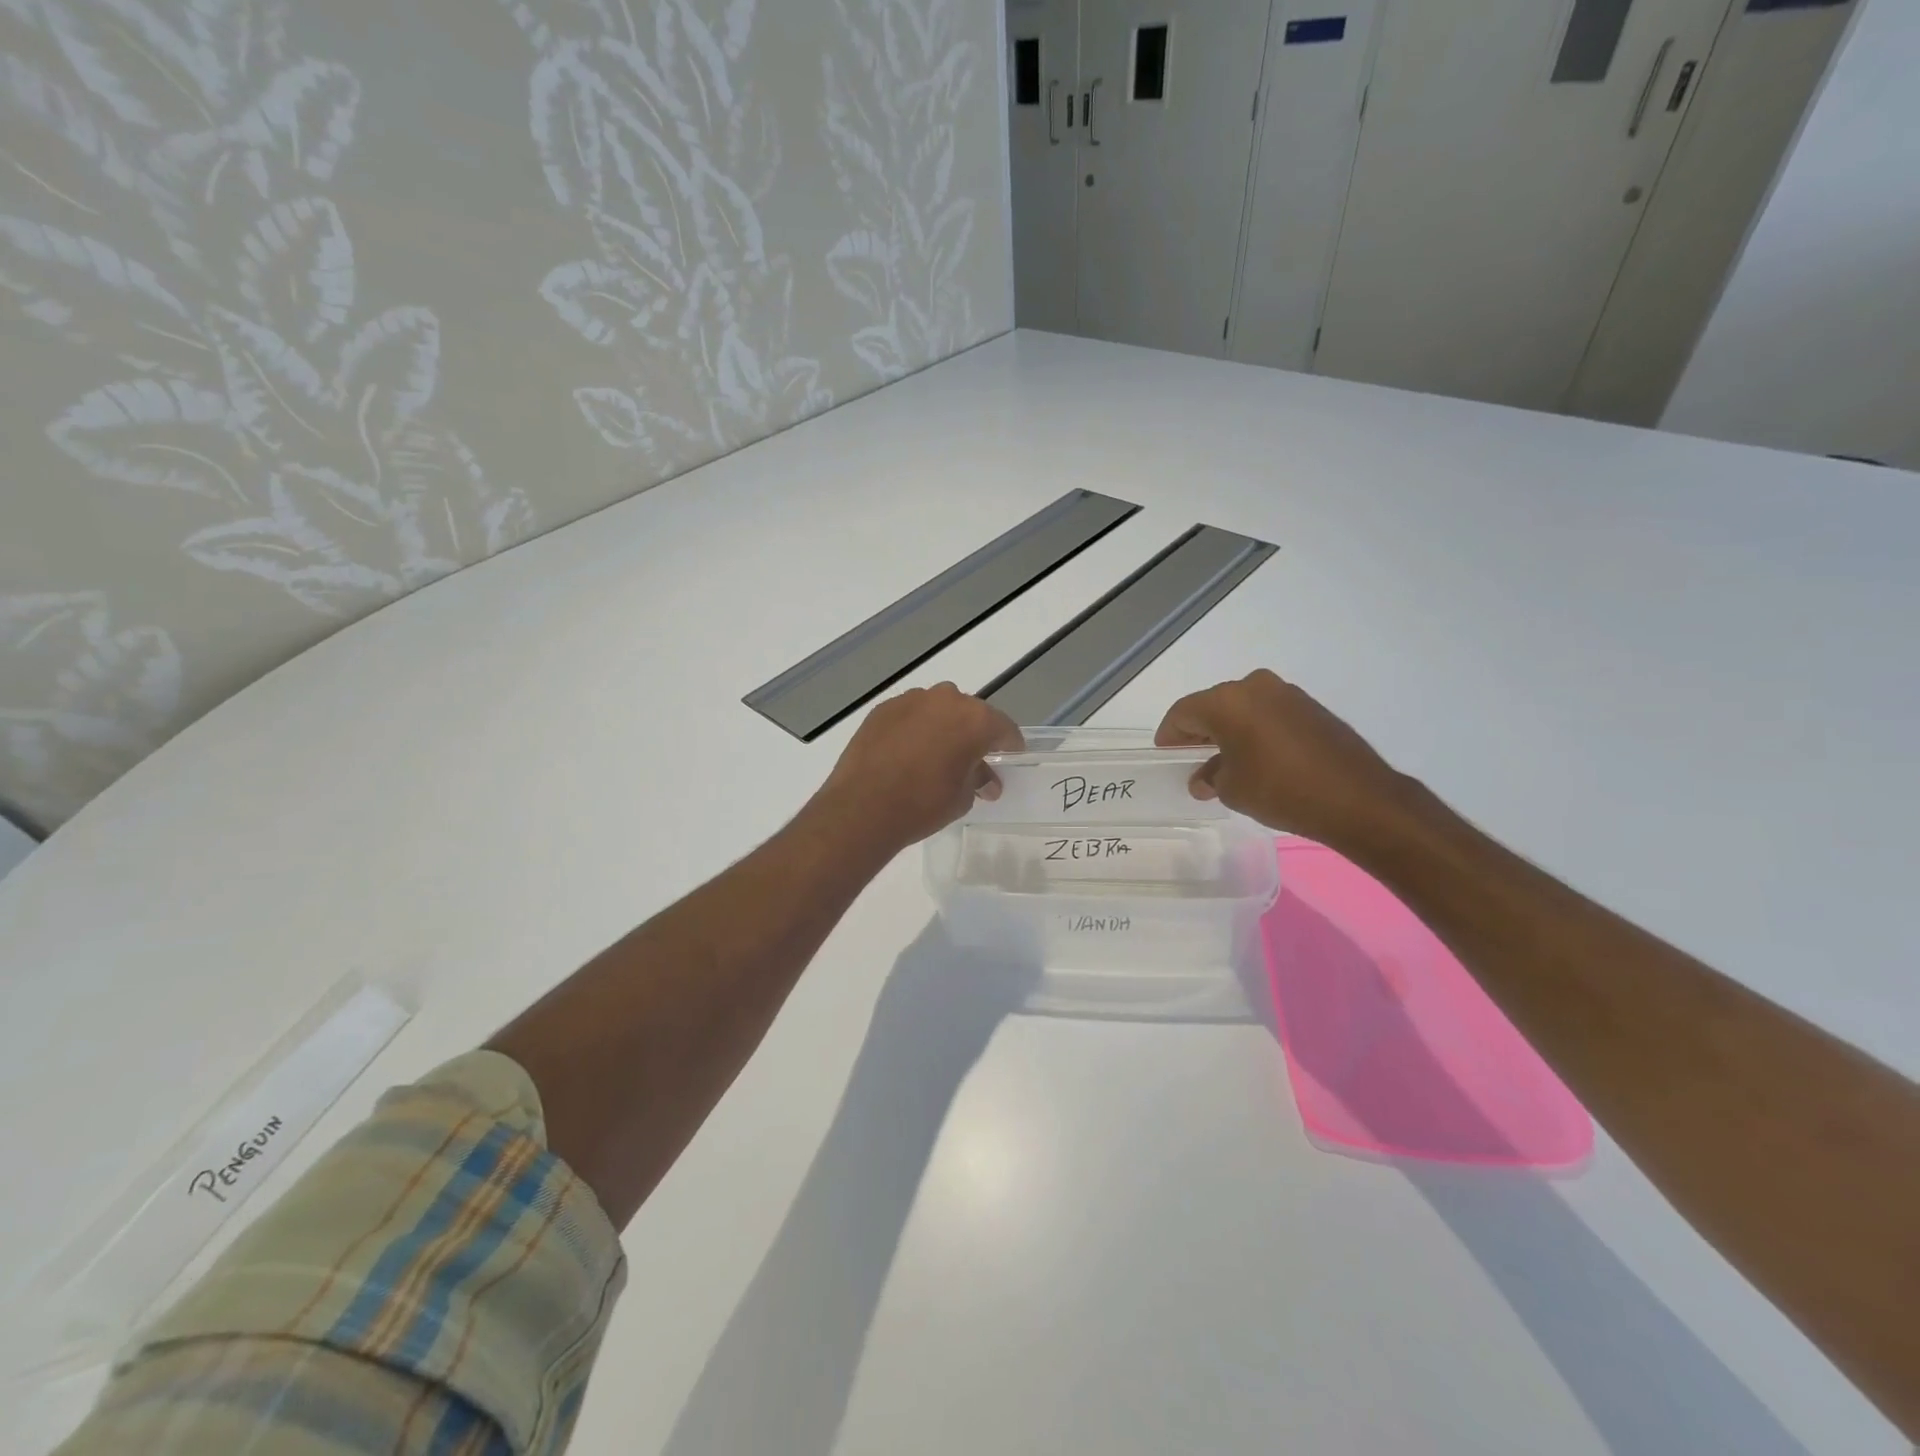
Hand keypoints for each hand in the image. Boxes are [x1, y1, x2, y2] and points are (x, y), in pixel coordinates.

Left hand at [813, 683, 1023, 851]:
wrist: (863, 807)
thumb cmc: (924, 804)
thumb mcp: (962, 797)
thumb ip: (978, 779)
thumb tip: (986, 781)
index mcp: (975, 719)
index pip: (1004, 728)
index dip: (1009, 745)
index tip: (1010, 757)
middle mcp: (946, 700)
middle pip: (969, 713)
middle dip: (973, 733)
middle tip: (970, 759)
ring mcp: (911, 700)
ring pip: (937, 710)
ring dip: (941, 727)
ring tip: (934, 755)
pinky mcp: (883, 709)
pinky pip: (910, 715)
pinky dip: (914, 728)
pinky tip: (907, 753)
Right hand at [1155, 669, 1408, 847]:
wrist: (1357, 798)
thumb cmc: (1279, 790)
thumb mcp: (1232, 789)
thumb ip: (1211, 777)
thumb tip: (1205, 777)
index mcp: (1227, 701)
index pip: (1183, 712)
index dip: (1170, 735)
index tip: (1166, 755)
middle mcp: (1254, 686)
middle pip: (1213, 706)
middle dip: (1199, 732)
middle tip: (1191, 759)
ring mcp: (1287, 694)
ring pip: (1242, 708)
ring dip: (1229, 731)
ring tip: (1225, 762)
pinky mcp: (1311, 707)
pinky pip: (1269, 714)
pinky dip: (1255, 731)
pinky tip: (1257, 758)